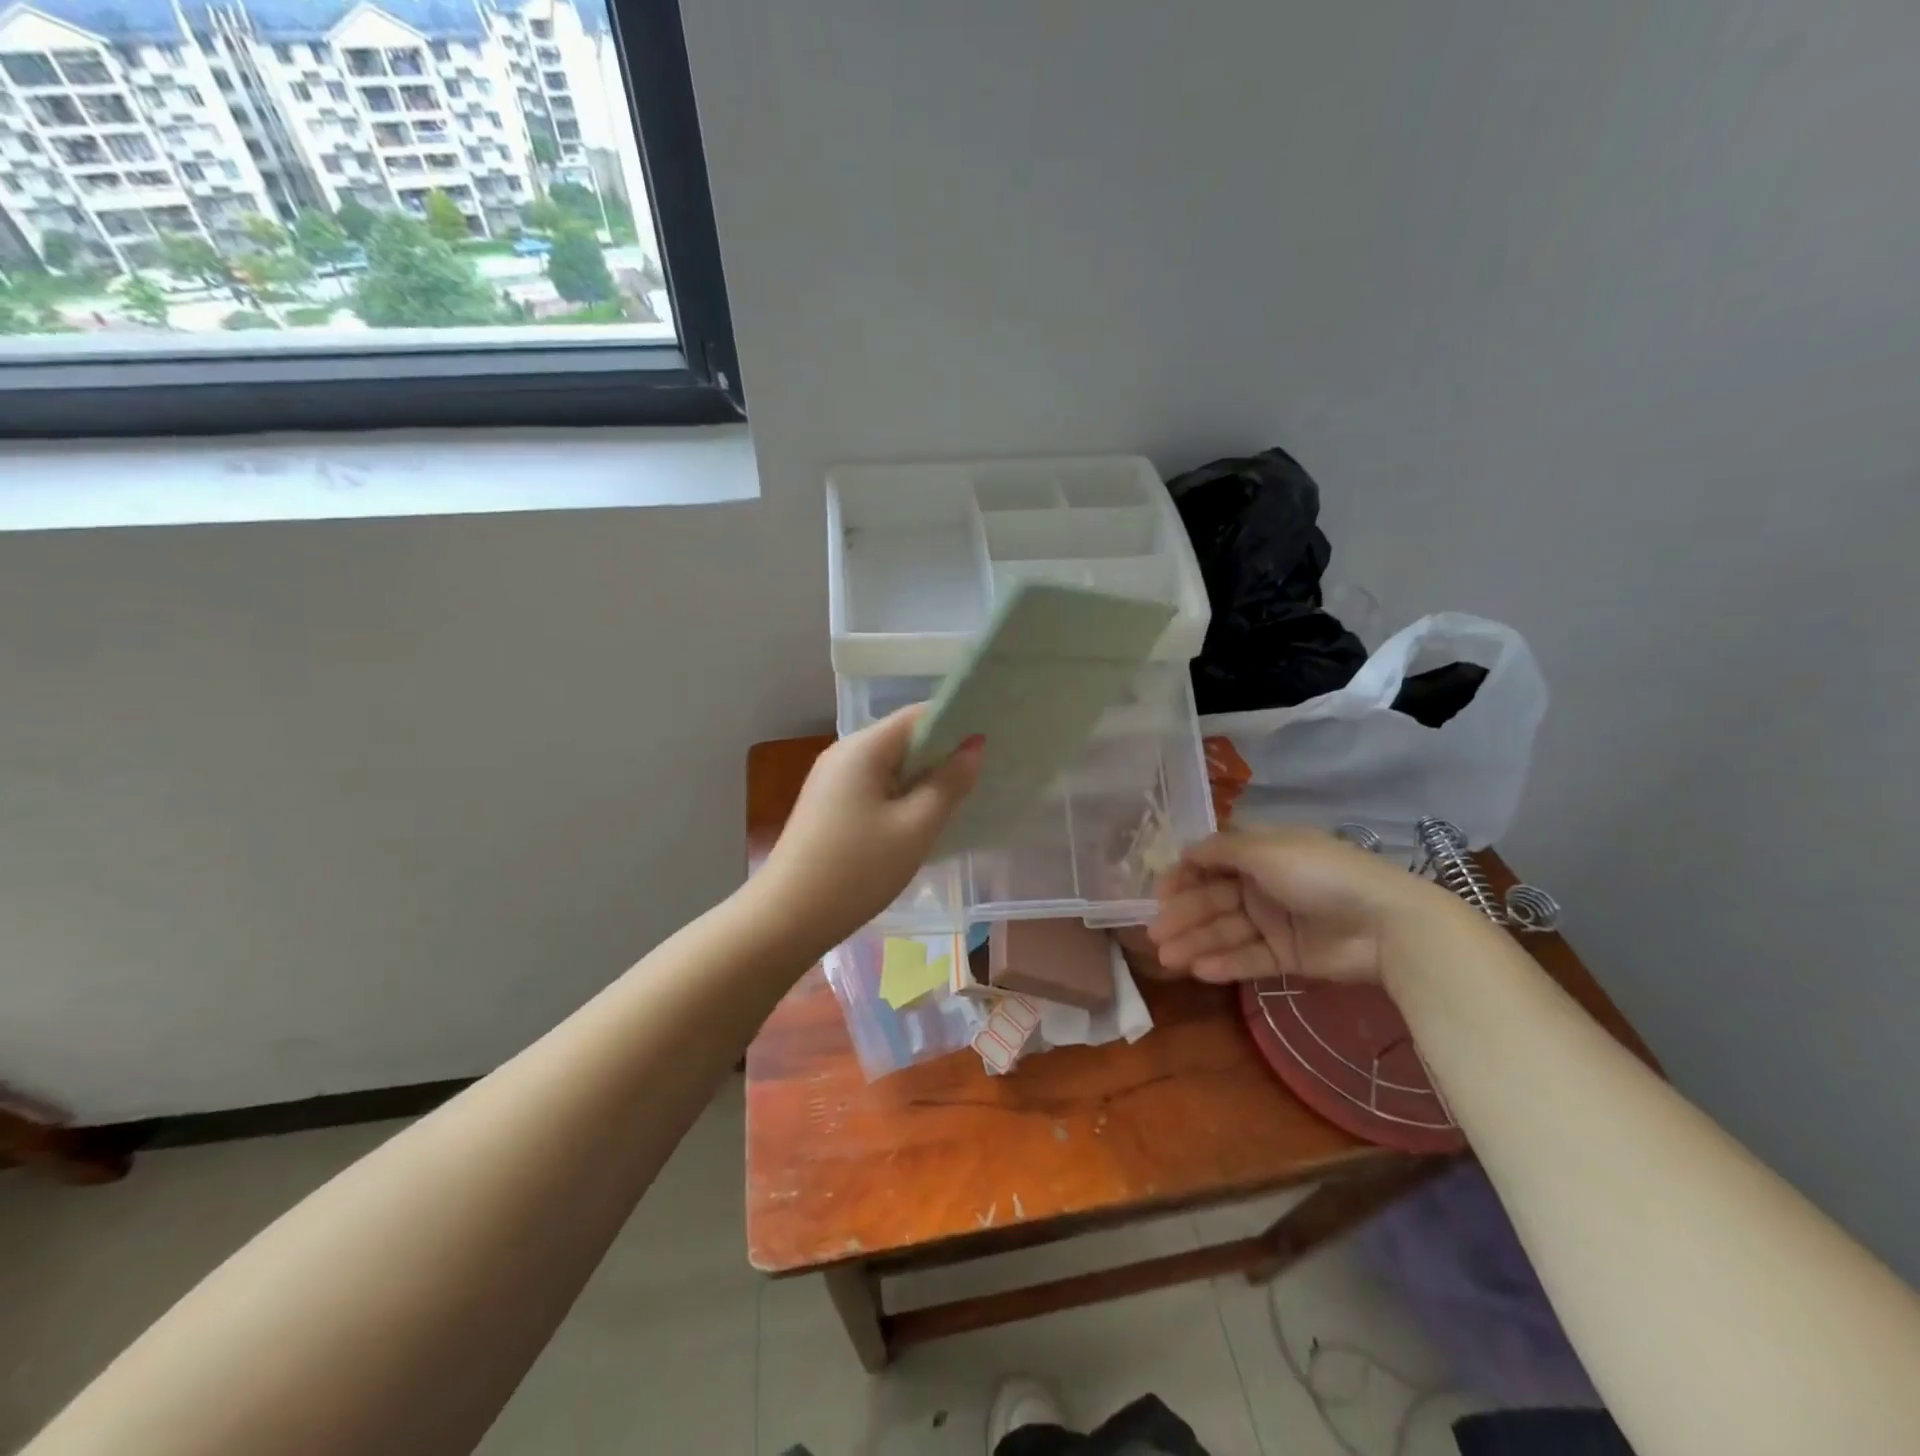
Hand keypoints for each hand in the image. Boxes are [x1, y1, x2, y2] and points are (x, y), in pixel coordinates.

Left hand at [754, 707, 982, 951]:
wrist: (786, 918)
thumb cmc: (857, 870)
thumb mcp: (915, 828)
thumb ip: (949, 783)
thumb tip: (974, 746)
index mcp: (863, 747)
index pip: (919, 715)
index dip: (957, 723)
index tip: (991, 741)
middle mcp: (844, 753)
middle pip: (903, 738)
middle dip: (942, 752)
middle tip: (984, 773)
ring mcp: (831, 779)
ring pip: (889, 765)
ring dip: (923, 777)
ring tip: (960, 796)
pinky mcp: (827, 805)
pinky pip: (874, 786)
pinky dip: (901, 794)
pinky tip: (920, 819)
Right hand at [1149, 826, 1463, 985]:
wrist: (1386, 923)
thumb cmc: (1319, 874)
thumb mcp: (1266, 850)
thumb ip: (1221, 851)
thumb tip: (1185, 851)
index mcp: (1261, 853)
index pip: (1211, 863)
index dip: (1184, 878)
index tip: (1159, 895)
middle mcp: (1264, 884)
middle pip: (1214, 900)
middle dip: (1183, 916)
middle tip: (1154, 936)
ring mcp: (1277, 921)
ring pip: (1227, 931)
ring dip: (1196, 943)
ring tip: (1167, 959)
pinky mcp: (1289, 955)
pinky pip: (1250, 958)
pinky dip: (1224, 964)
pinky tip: (1198, 970)